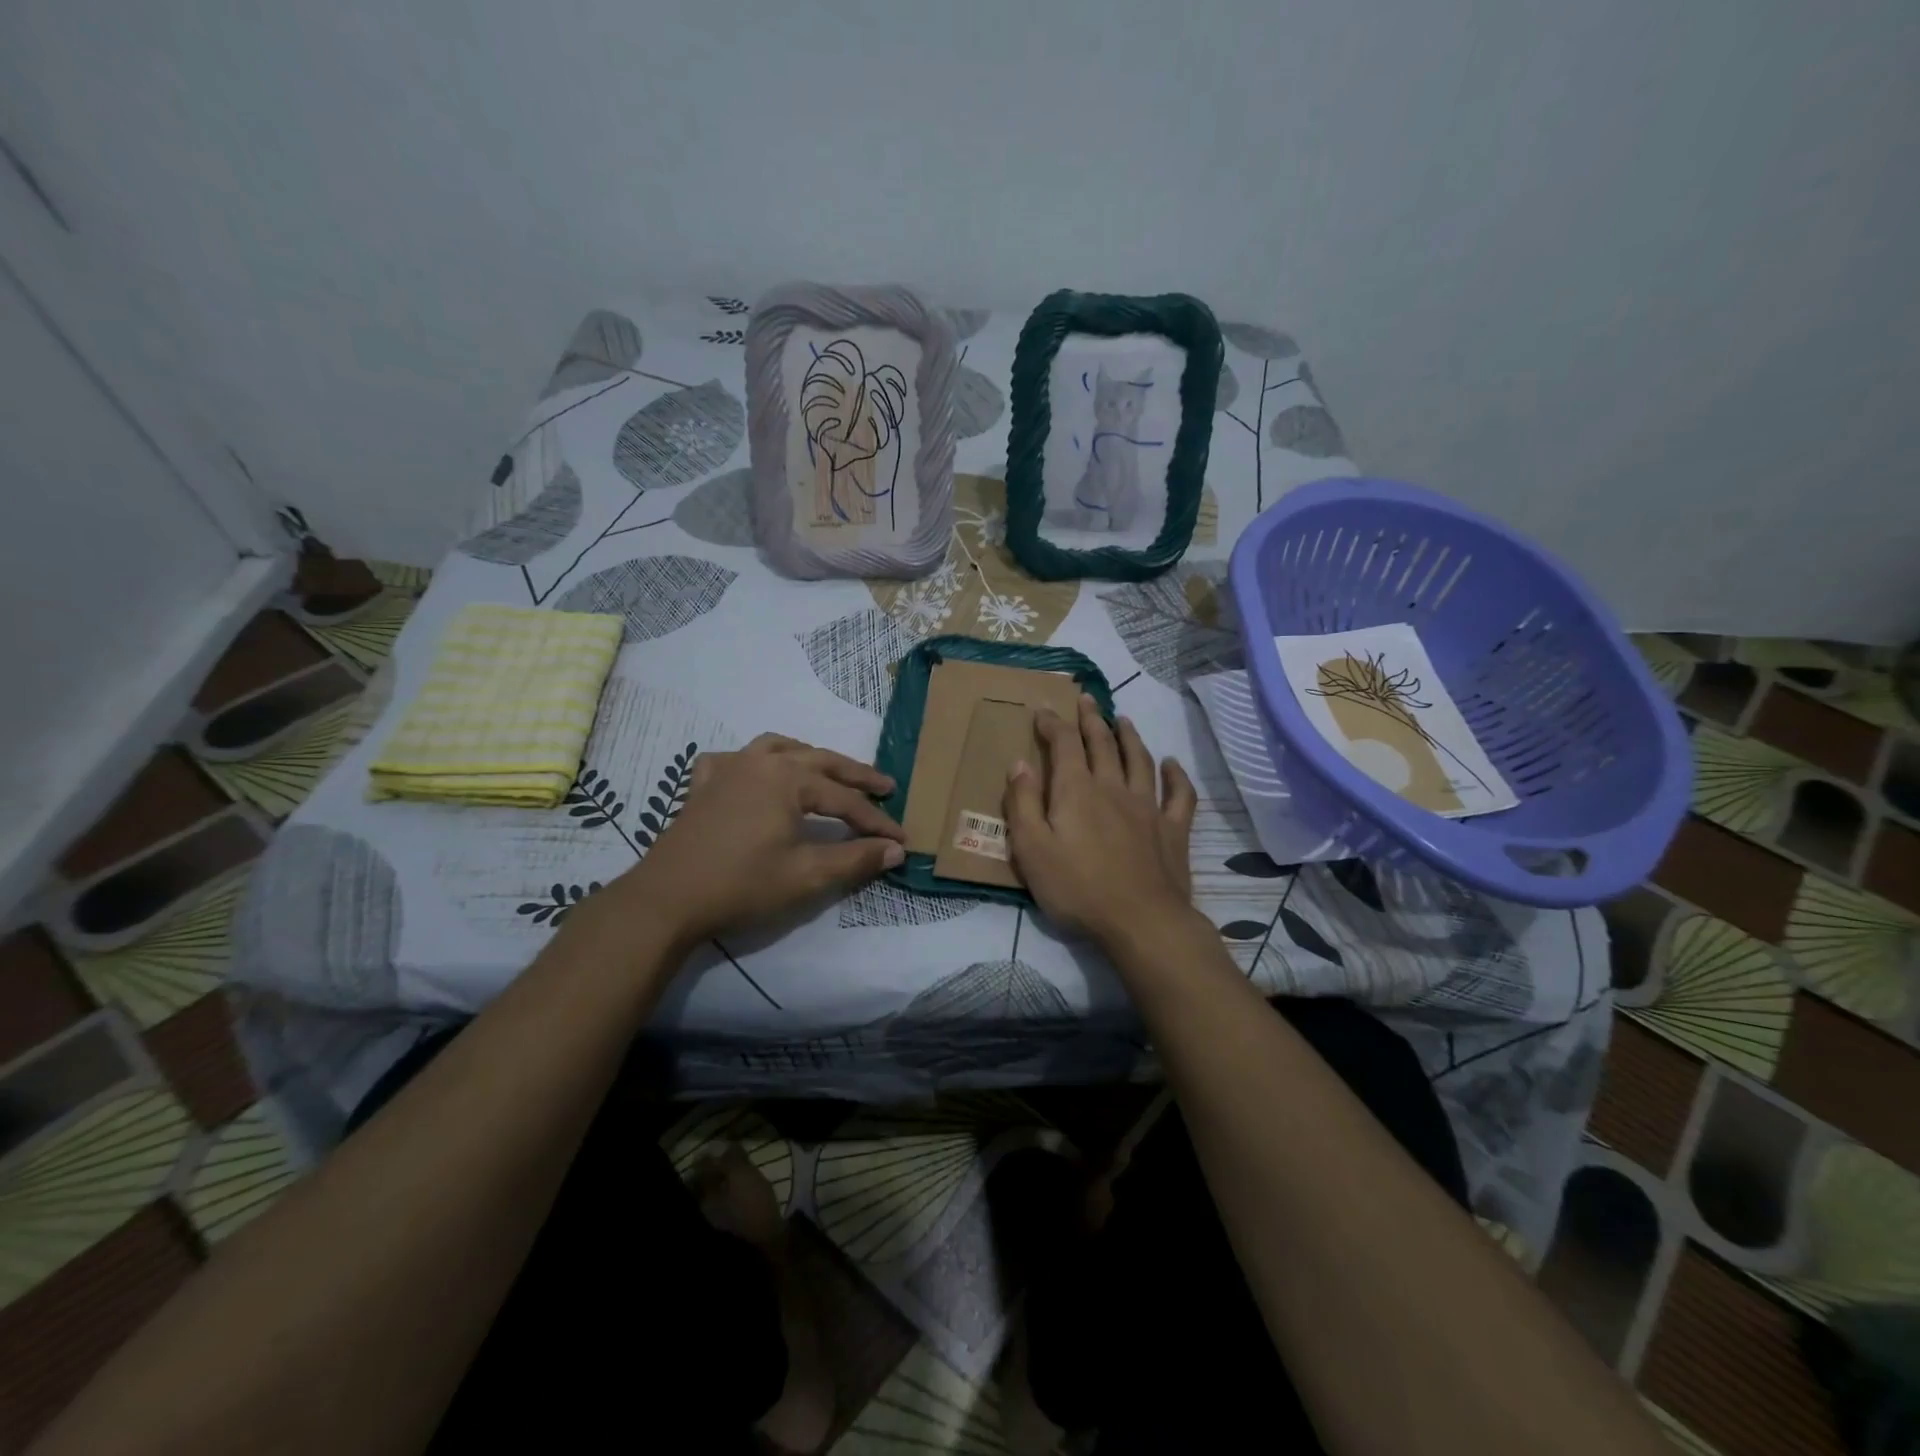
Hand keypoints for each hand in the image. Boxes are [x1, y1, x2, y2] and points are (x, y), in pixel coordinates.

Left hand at [594, 734, 905, 948]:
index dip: (877, 822)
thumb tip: (896, 850)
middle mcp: (762, 762)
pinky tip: (757, 774)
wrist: (667, 899)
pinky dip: (755, 761)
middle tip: (885, 787)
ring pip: (779, 748)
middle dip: (856, 776)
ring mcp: (729, 768)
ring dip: (810, 757)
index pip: (846, 800)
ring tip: (828, 770)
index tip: (901, 839)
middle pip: (820, 762)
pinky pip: (736, 759)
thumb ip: (856, 859)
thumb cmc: (742, 885)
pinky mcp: (704, 785)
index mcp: (789, 778)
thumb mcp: (807, 875)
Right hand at [1003, 695, 1197, 946]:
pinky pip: (1179, 794)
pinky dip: (1176, 775)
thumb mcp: (1031, 850)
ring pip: (1140, 760)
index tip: (1043, 710)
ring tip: (1123, 719)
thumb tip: (1020, 763)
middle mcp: (1114, 788)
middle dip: (1091, 719)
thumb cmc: (1077, 889)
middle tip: (1086, 700)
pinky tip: (1172, 764)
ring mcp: (1148, 807)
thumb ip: (1022, 804)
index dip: (1053, 723)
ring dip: (1130, 736)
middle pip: (1103, 744)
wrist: (1141, 922)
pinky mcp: (1173, 830)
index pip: (1064, 744)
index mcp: (1077, 791)